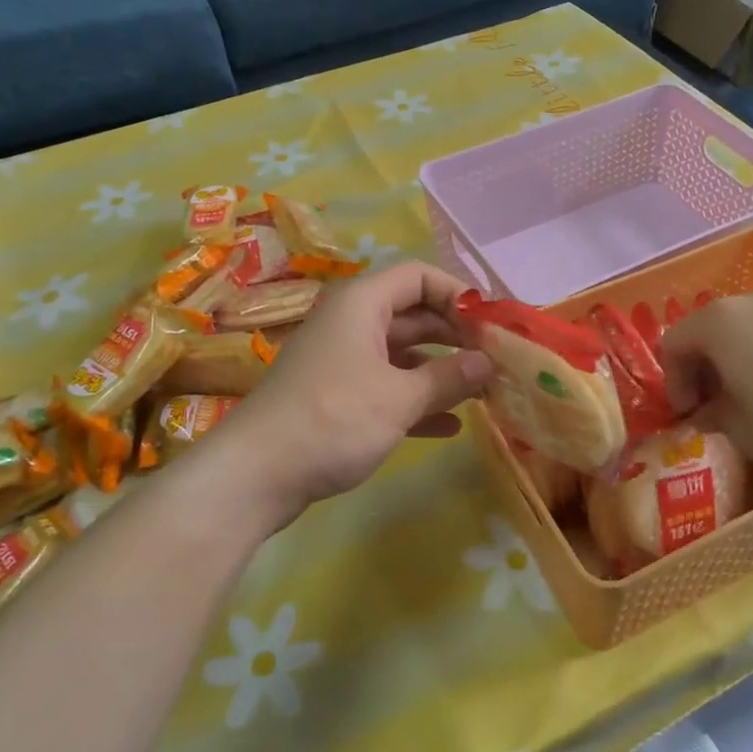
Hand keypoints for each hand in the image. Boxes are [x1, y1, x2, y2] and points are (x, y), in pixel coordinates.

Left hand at [226, 261, 492, 524]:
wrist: (256, 474)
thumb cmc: (333, 419)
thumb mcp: (399, 398)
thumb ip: (449, 377)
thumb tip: (488, 363)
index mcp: (362, 305)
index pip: (418, 277)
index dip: (458, 294)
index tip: (492, 325)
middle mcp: (351, 324)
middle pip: (413, 315)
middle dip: (455, 336)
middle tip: (496, 359)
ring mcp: (342, 362)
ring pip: (402, 355)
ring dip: (440, 371)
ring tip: (482, 392)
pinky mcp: (336, 398)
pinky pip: (385, 387)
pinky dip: (415, 400)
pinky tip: (449, 426)